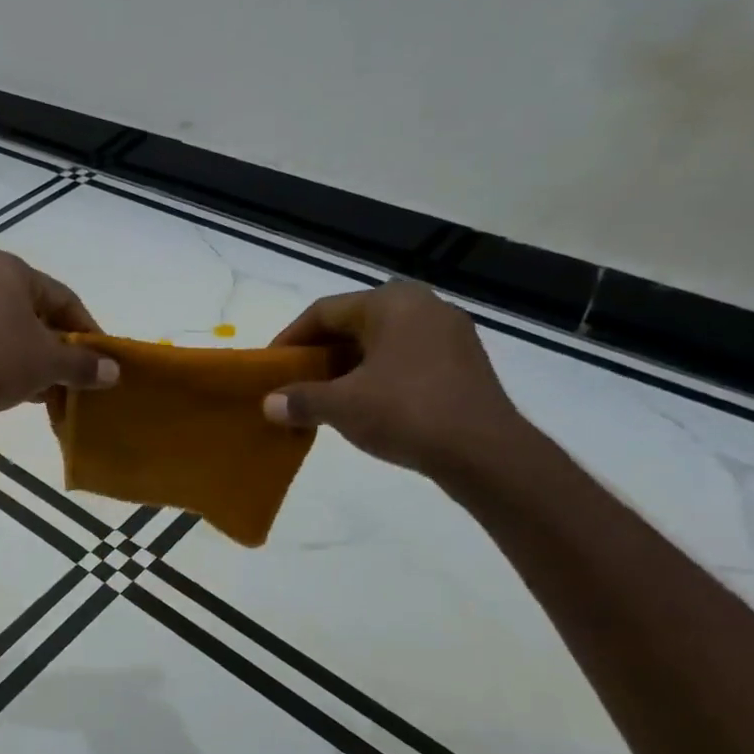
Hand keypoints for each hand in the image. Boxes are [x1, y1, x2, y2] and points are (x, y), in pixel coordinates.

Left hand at [0, 251, 117, 426]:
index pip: (62, 297)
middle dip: (55, 344)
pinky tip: (15, 389)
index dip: (86, 330)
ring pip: (5, 329)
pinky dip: (2, 360)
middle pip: (32, 311)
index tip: (100, 358)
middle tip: (73, 373)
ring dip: (30, 356)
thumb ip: (84, 364)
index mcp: (7, 268)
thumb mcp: (50, 363)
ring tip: (47, 387)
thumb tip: (113, 372)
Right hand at [261, 282, 524, 477]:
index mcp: (391, 302)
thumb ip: (301, 400)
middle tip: (294, 383)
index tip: (270, 367)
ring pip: (380, 343)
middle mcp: (423, 305)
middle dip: (319, 355)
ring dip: (347, 368)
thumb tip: (269, 404)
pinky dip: (377, 377)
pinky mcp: (463, 362)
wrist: (484, 452)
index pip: (324, 311)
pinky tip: (364, 406)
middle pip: (353, 325)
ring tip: (324, 398)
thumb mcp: (342, 406)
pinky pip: (405, 359)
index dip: (290, 339)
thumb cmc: (406, 412)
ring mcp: (449, 333)